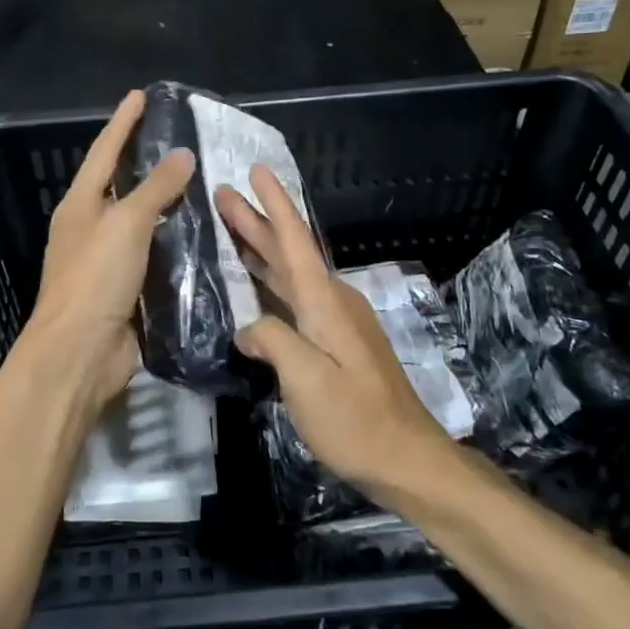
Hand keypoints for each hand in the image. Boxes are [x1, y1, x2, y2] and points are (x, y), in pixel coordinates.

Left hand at [26, 89, 195, 411]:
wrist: (81, 352)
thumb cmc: (95, 278)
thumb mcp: (126, 223)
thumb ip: (155, 188)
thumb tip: (182, 154)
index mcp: (80, 205)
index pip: (103, 152)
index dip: (123, 122)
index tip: (141, 96)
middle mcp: (90, 227)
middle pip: (120, 184)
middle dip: (145, 160)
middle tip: (179, 136)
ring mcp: (107, 259)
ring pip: (141, 220)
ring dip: (165, 201)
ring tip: (200, 178)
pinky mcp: (127, 288)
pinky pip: (154, 253)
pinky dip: (174, 239)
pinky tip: (201, 230)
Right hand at [216, 166, 449, 492]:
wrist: (407, 458)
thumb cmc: (355, 419)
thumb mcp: (306, 380)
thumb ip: (272, 342)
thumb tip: (248, 328)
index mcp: (325, 303)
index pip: (295, 241)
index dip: (275, 204)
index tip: (257, 170)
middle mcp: (332, 301)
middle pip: (290, 251)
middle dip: (256, 221)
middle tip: (223, 195)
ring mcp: (337, 322)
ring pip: (292, 273)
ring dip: (261, 249)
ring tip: (231, 228)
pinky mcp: (337, 342)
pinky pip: (296, 297)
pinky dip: (271, 281)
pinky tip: (255, 286)